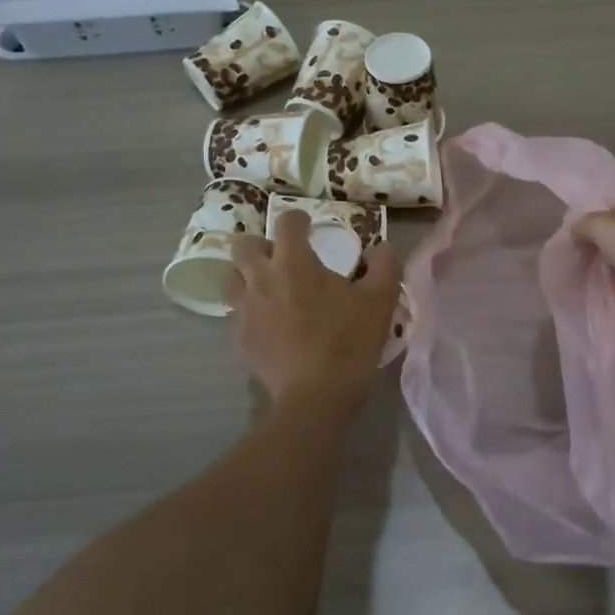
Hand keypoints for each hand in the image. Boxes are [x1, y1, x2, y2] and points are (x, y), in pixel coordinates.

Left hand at [228, 209, 400, 415]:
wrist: (317, 395)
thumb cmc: (349, 341)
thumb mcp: (380, 300)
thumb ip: (383, 266)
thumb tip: (381, 247)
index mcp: (294, 262)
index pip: (286, 223)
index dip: (297, 219)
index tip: (307, 226)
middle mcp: (261, 279)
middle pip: (243, 245)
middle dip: (259, 244)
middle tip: (280, 257)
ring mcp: (245, 309)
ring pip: (230, 278)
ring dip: (246, 275)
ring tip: (267, 287)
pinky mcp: (239, 338)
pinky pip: (236, 314)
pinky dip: (249, 311)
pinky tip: (268, 324)